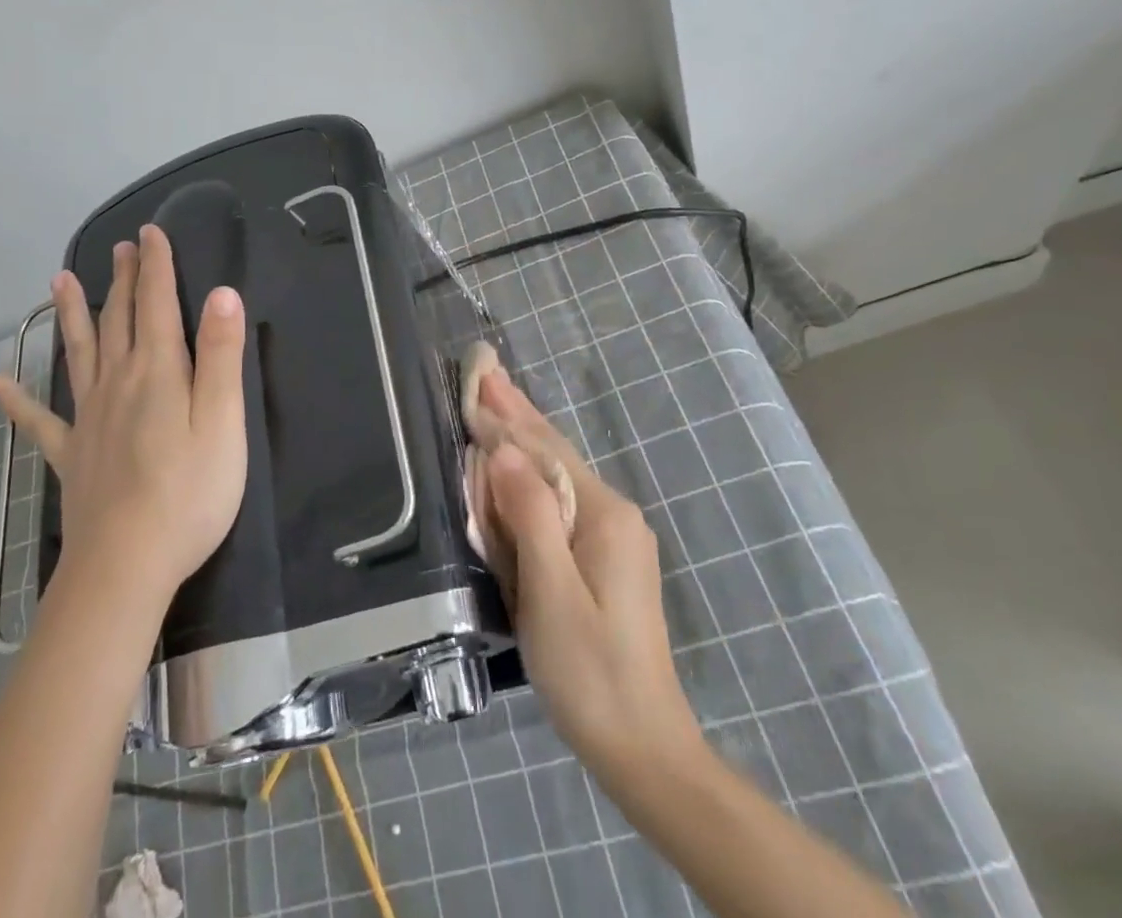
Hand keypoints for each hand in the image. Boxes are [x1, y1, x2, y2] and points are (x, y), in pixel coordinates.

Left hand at [0, 224, 246, 604]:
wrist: (128, 564)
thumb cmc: (190, 491)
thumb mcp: (223, 420)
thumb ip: (222, 355)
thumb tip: (221, 293)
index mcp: (158, 371)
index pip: (157, 304)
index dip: (155, 266)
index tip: (150, 233)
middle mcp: (118, 382)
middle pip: (119, 319)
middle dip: (123, 280)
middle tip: (121, 247)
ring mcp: (89, 418)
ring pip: (79, 352)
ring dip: (72, 314)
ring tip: (58, 281)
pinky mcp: (73, 454)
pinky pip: (39, 420)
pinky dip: (16, 401)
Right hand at [475, 363, 703, 786]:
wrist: (644, 748)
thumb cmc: (590, 671)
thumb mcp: (551, 592)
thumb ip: (530, 514)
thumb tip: (504, 449)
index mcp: (605, 515)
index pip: (545, 449)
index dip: (507, 416)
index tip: (476, 380)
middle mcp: (614, 514)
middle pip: (556, 453)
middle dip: (518, 413)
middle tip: (486, 373)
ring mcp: (614, 536)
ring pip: (558, 475)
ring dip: (522, 439)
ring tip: (494, 404)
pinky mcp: (606, 559)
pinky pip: (560, 503)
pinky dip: (531, 476)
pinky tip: (515, 465)